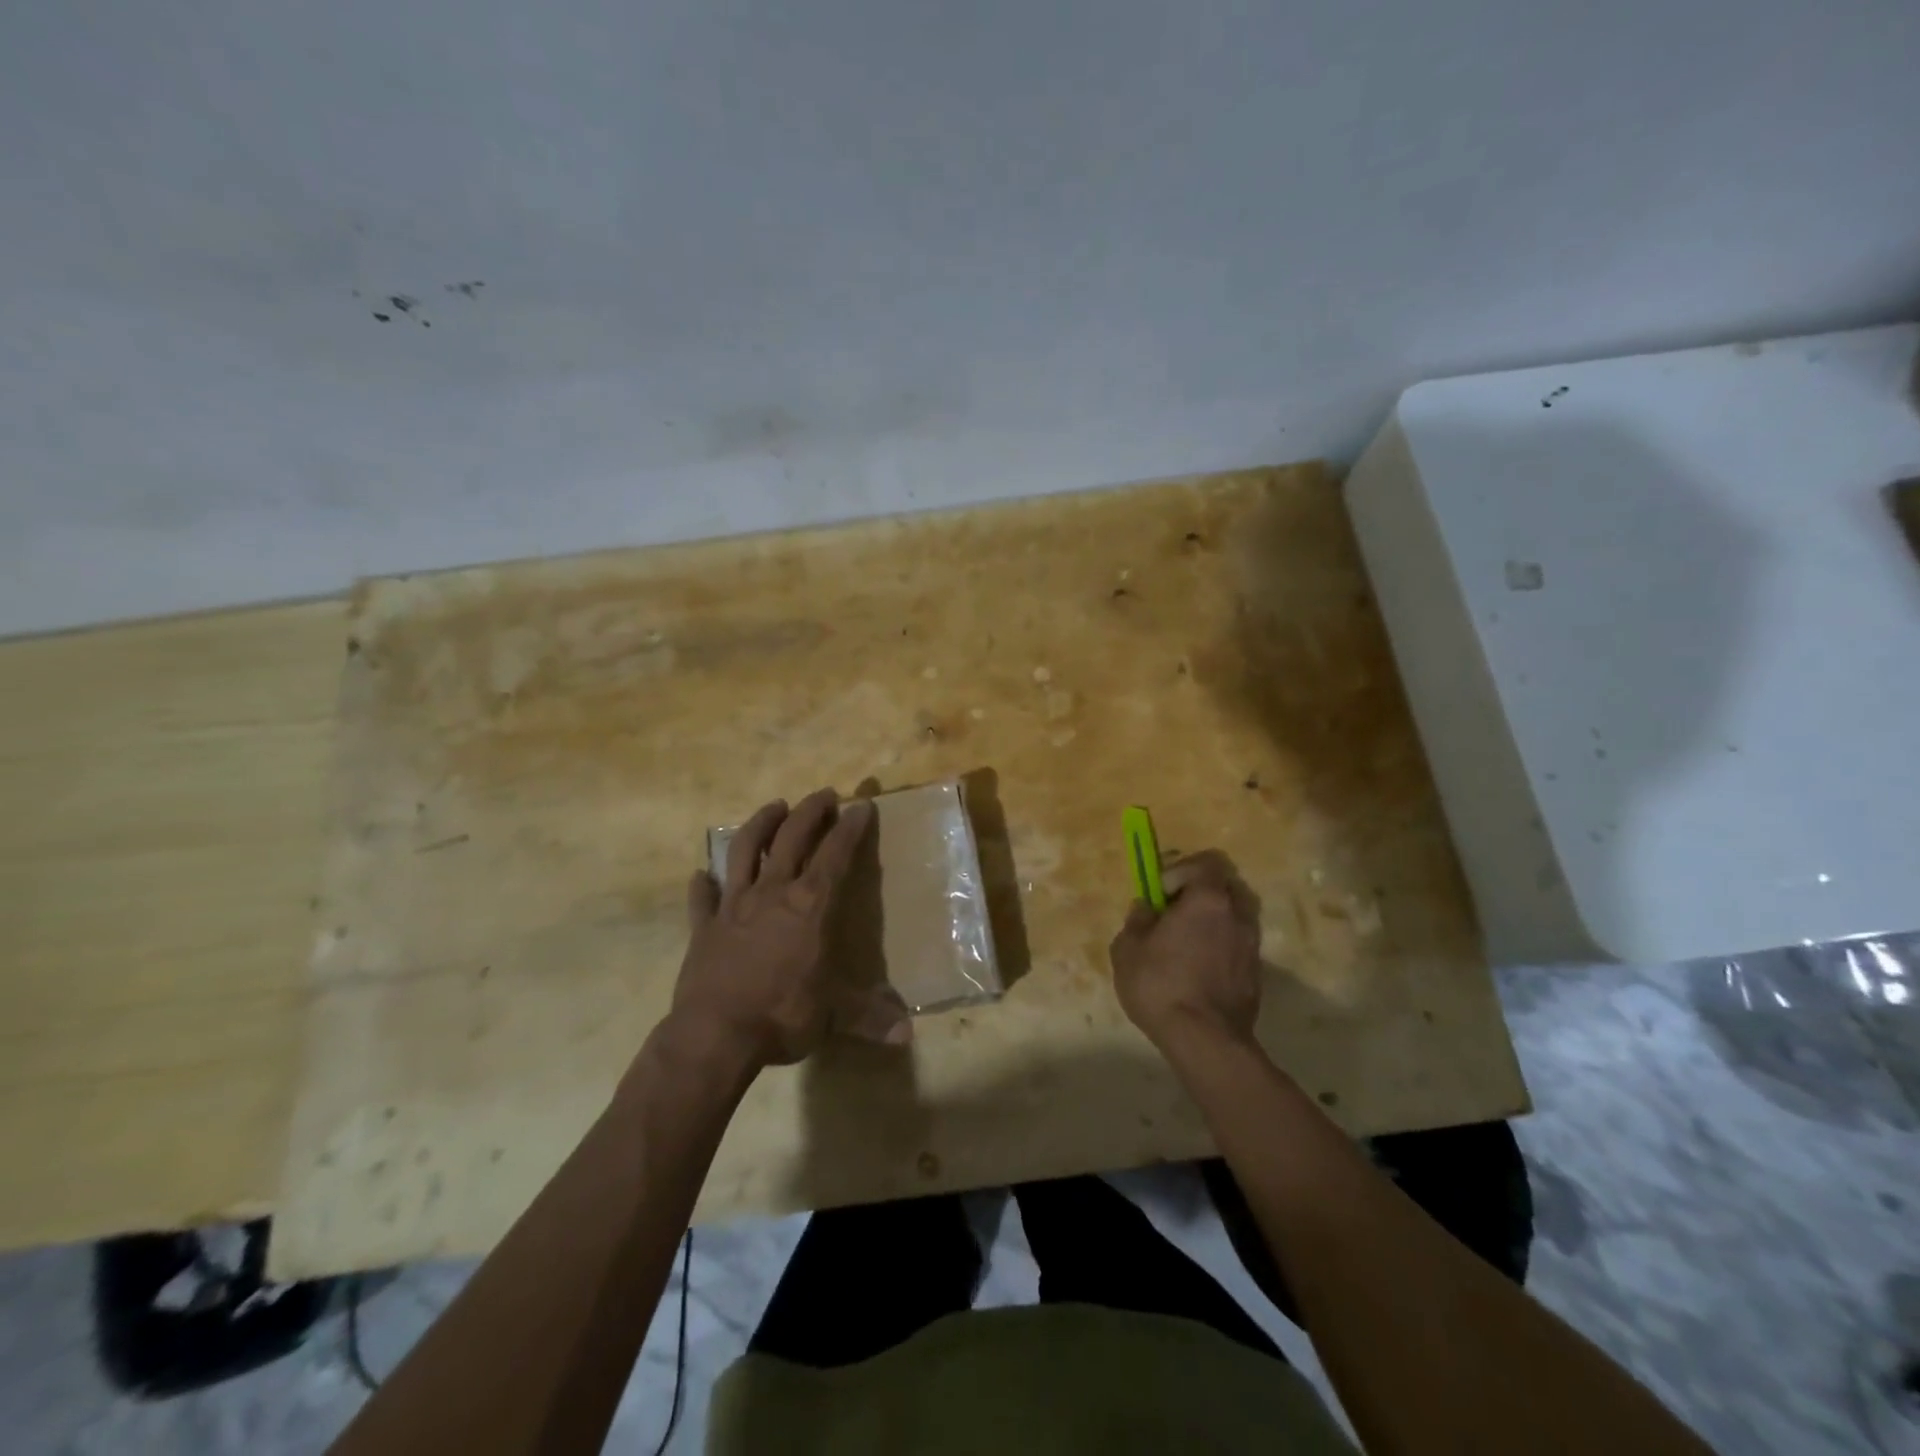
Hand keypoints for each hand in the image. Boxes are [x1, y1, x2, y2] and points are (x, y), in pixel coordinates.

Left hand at [670, 788, 907, 1070]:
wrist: (715, 1035)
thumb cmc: (782, 1015)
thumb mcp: (834, 1016)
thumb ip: (870, 1018)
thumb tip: (908, 1036)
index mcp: (810, 906)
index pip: (835, 854)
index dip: (850, 828)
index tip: (862, 804)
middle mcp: (773, 893)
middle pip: (791, 837)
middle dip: (810, 811)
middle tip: (824, 793)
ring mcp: (734, 905)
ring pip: (745, 850)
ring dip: (760, 824)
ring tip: (774, 806)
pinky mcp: (704, 925)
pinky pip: (703, 897)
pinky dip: (704, 884)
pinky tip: (702, 875)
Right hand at [1110, 850, 1263, 1054]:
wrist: (1206, 1041)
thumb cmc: (1161, 985)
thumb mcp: (1128, 949)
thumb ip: (1138, 920)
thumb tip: (1147, 909)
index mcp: (1208, 899)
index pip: (1206, 862)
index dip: (1181, 871)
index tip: (1161, 894)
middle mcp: (1237, 914)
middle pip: (1226, 885)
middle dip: (1201, 891)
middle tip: (1176, 911)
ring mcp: (1252, 944)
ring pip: (1236, 915)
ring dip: (1214, 920)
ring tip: (1188, 942)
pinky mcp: (1256, 973)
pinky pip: (1238, 943)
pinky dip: (1222, 945)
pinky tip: (1200, 969)